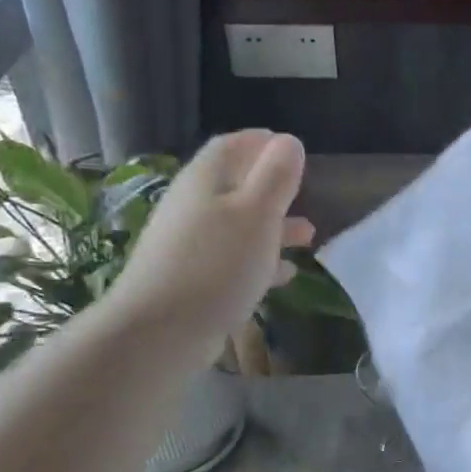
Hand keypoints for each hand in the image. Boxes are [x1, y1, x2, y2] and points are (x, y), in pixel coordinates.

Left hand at [109, 130, 312, 357]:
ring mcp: (191, 245)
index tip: (292, 147)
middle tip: (305, 192)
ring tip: (308, 236)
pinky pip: (234, 260)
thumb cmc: (218, 264)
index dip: (263, 143)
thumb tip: (289, 141)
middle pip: (236, 186)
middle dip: (272, 188)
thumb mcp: (257, 214)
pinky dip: (261, 261)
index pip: (233, 146)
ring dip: (273, 227)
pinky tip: (285, 274)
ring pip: (239, 226)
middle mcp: (194, 206)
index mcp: (206, 180)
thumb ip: (276, 177)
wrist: (161, 330)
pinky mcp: (194, 279)